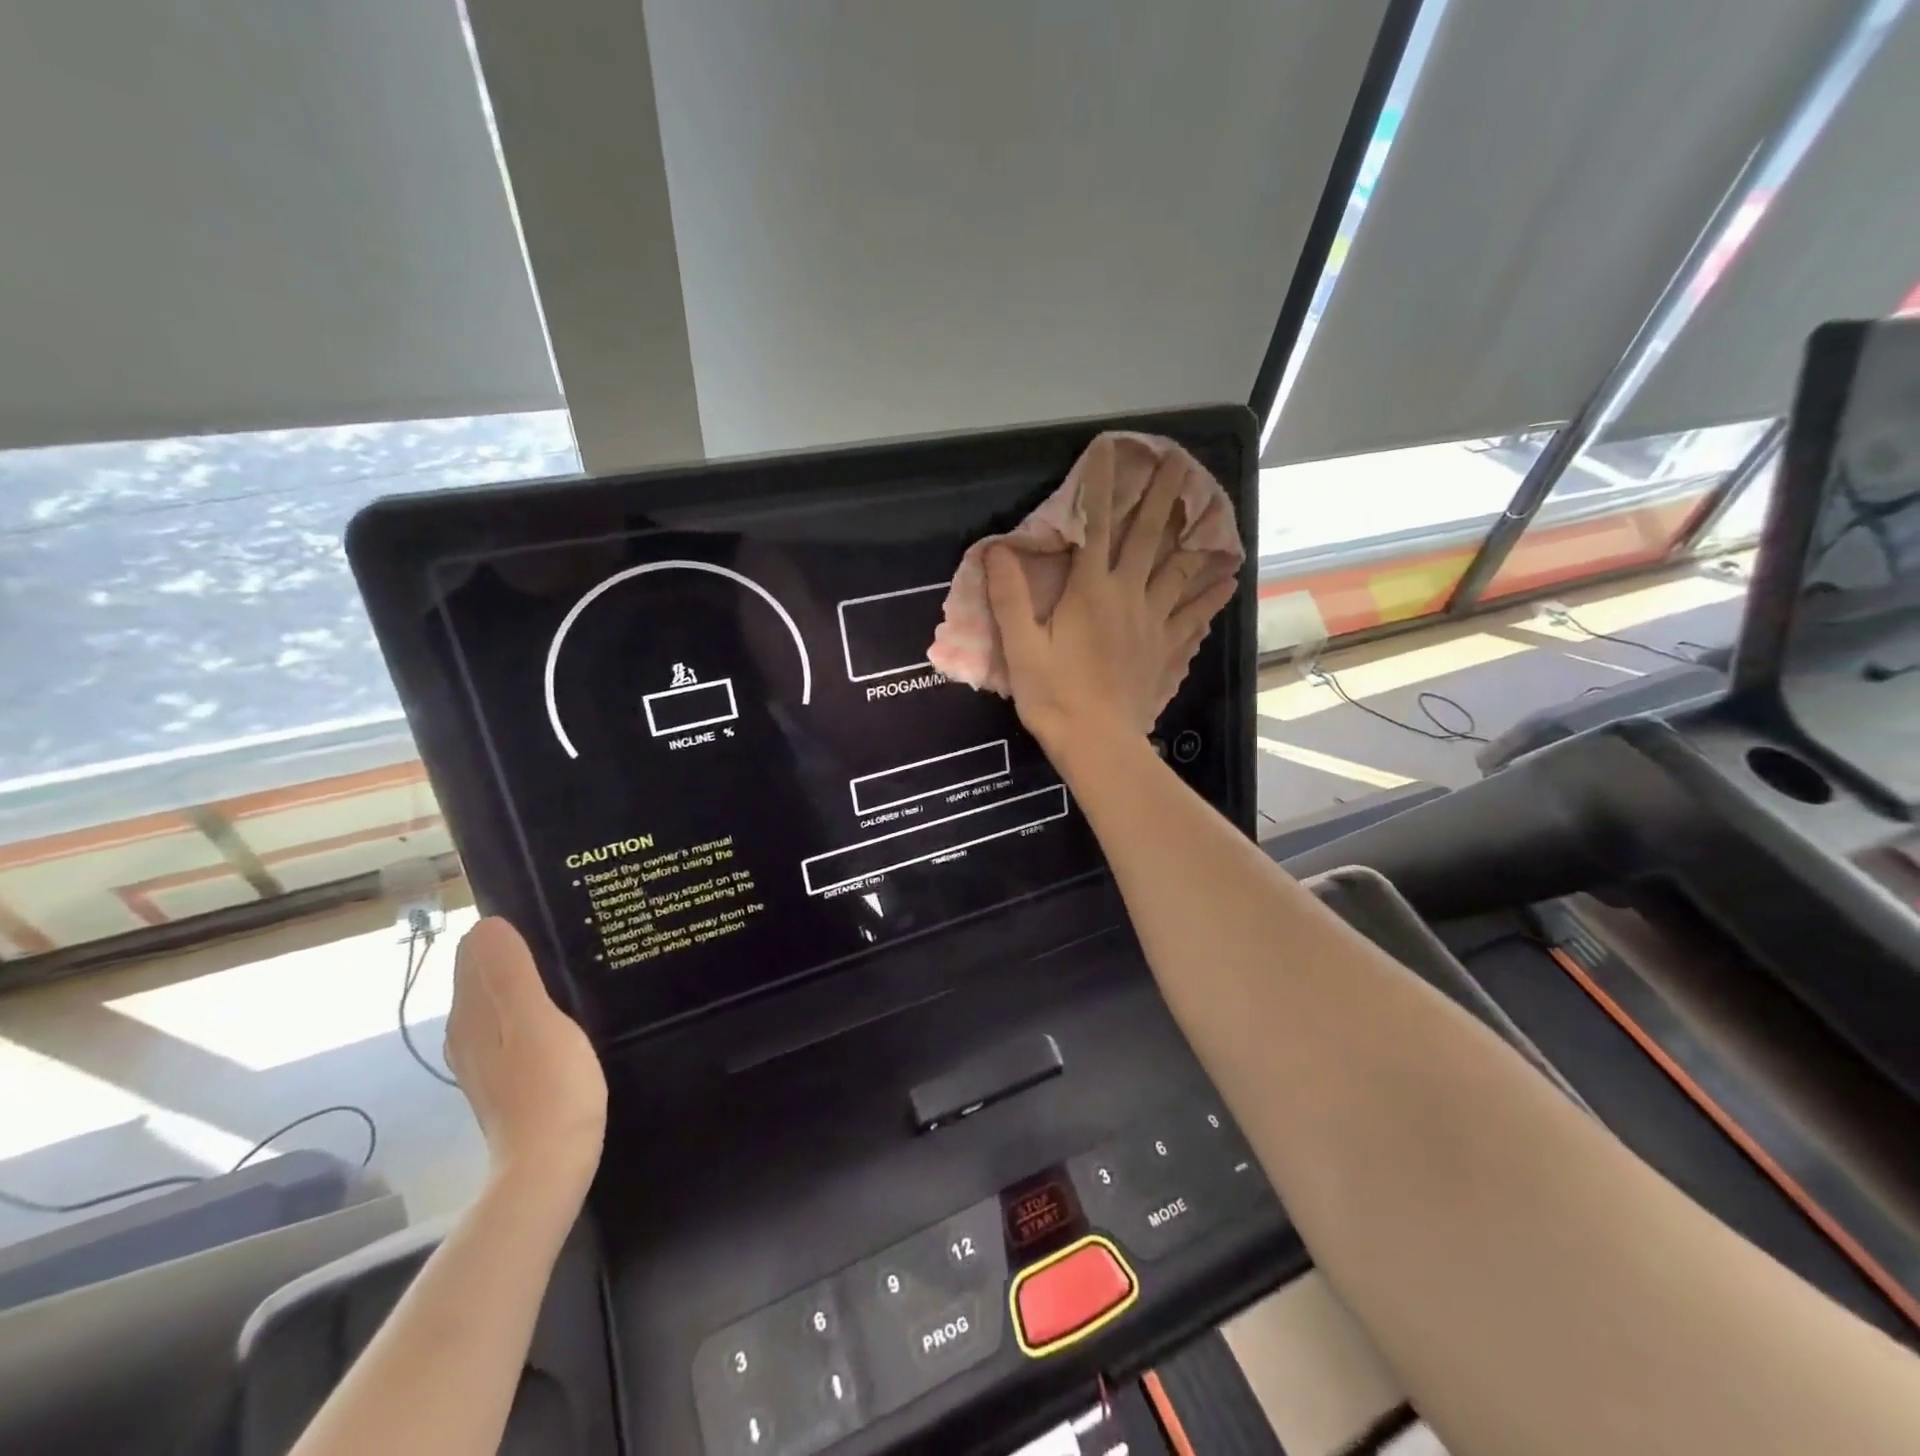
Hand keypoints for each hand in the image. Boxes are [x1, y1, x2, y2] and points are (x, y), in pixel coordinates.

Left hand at [446, 918, 606, 1192]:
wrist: (549, 1167)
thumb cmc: (550, 1088)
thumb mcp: (536, 1023)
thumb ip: (511, 974)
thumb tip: (487, 922)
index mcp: (472, 1014)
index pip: (474, 951)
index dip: (506, 927)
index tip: (550, 914)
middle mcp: (469, 1031)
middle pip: (484, 973)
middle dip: (516, 947)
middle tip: (569, 930)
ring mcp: (486, 1056)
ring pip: (499, 998)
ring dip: (527, 975)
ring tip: (573, 960)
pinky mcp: (507, 1074)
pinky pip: (513, 1021)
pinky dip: (533, 1003)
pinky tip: (566, 1006)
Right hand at [986, 441, 1236, 750]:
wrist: (1098, 742)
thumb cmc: (1055, 695)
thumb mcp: (1021, 647)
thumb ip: (1010, 597)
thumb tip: (997, 550)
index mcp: (1090, 590)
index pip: (1096, 526)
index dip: (1103, 486)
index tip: (1112, 449)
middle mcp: (1129, 595)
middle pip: (1151, 537)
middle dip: (1165, 496)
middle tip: (1182, 462)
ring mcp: (1155, 622)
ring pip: (1180, 570)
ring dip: (1194, 537)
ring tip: (1213, 512)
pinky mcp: (1167, 649)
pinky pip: (1195, 615)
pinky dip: (1211, 595)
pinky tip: (1227, 581)